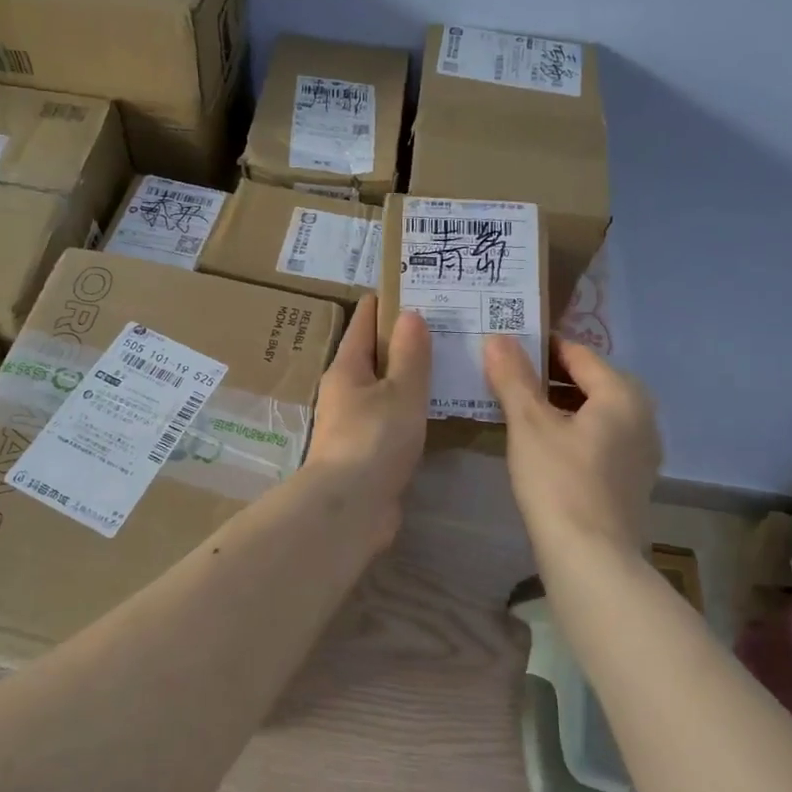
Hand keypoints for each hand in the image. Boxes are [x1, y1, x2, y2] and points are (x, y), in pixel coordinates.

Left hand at [303, 297, 430, 549]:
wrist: (350, 507)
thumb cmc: (374, 439)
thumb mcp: (400, 391)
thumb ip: (410, 354)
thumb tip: (410, 314)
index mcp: (346, 367)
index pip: (363, 321)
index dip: (385, 301)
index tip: (413, 285)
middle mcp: (345, 391)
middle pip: (373, 354)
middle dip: (403, 338)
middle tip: (443, 322)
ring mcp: (354, 422)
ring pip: (384, 388)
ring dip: (408, 375)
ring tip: (446, 360)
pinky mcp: (367, 451)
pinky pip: (392, 417)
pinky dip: (411, 407)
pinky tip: (435, 407)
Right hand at [484, 334, 662, 561]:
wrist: (591, 558)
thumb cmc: (559, 481)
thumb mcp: (528, 424)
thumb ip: (513, 377)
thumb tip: (496, 337)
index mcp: (623, 394)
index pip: (578, 353)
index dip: (540, 347)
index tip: (505, 348)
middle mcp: (642, 415)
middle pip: (590, 381)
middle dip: (548, 377)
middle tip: (506, 378)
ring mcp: (642, 450)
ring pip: (595, 411)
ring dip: (559, 405)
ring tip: (518, 410)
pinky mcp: (632, 478)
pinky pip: (600, 438)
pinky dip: (573, 431)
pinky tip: (543, 446)